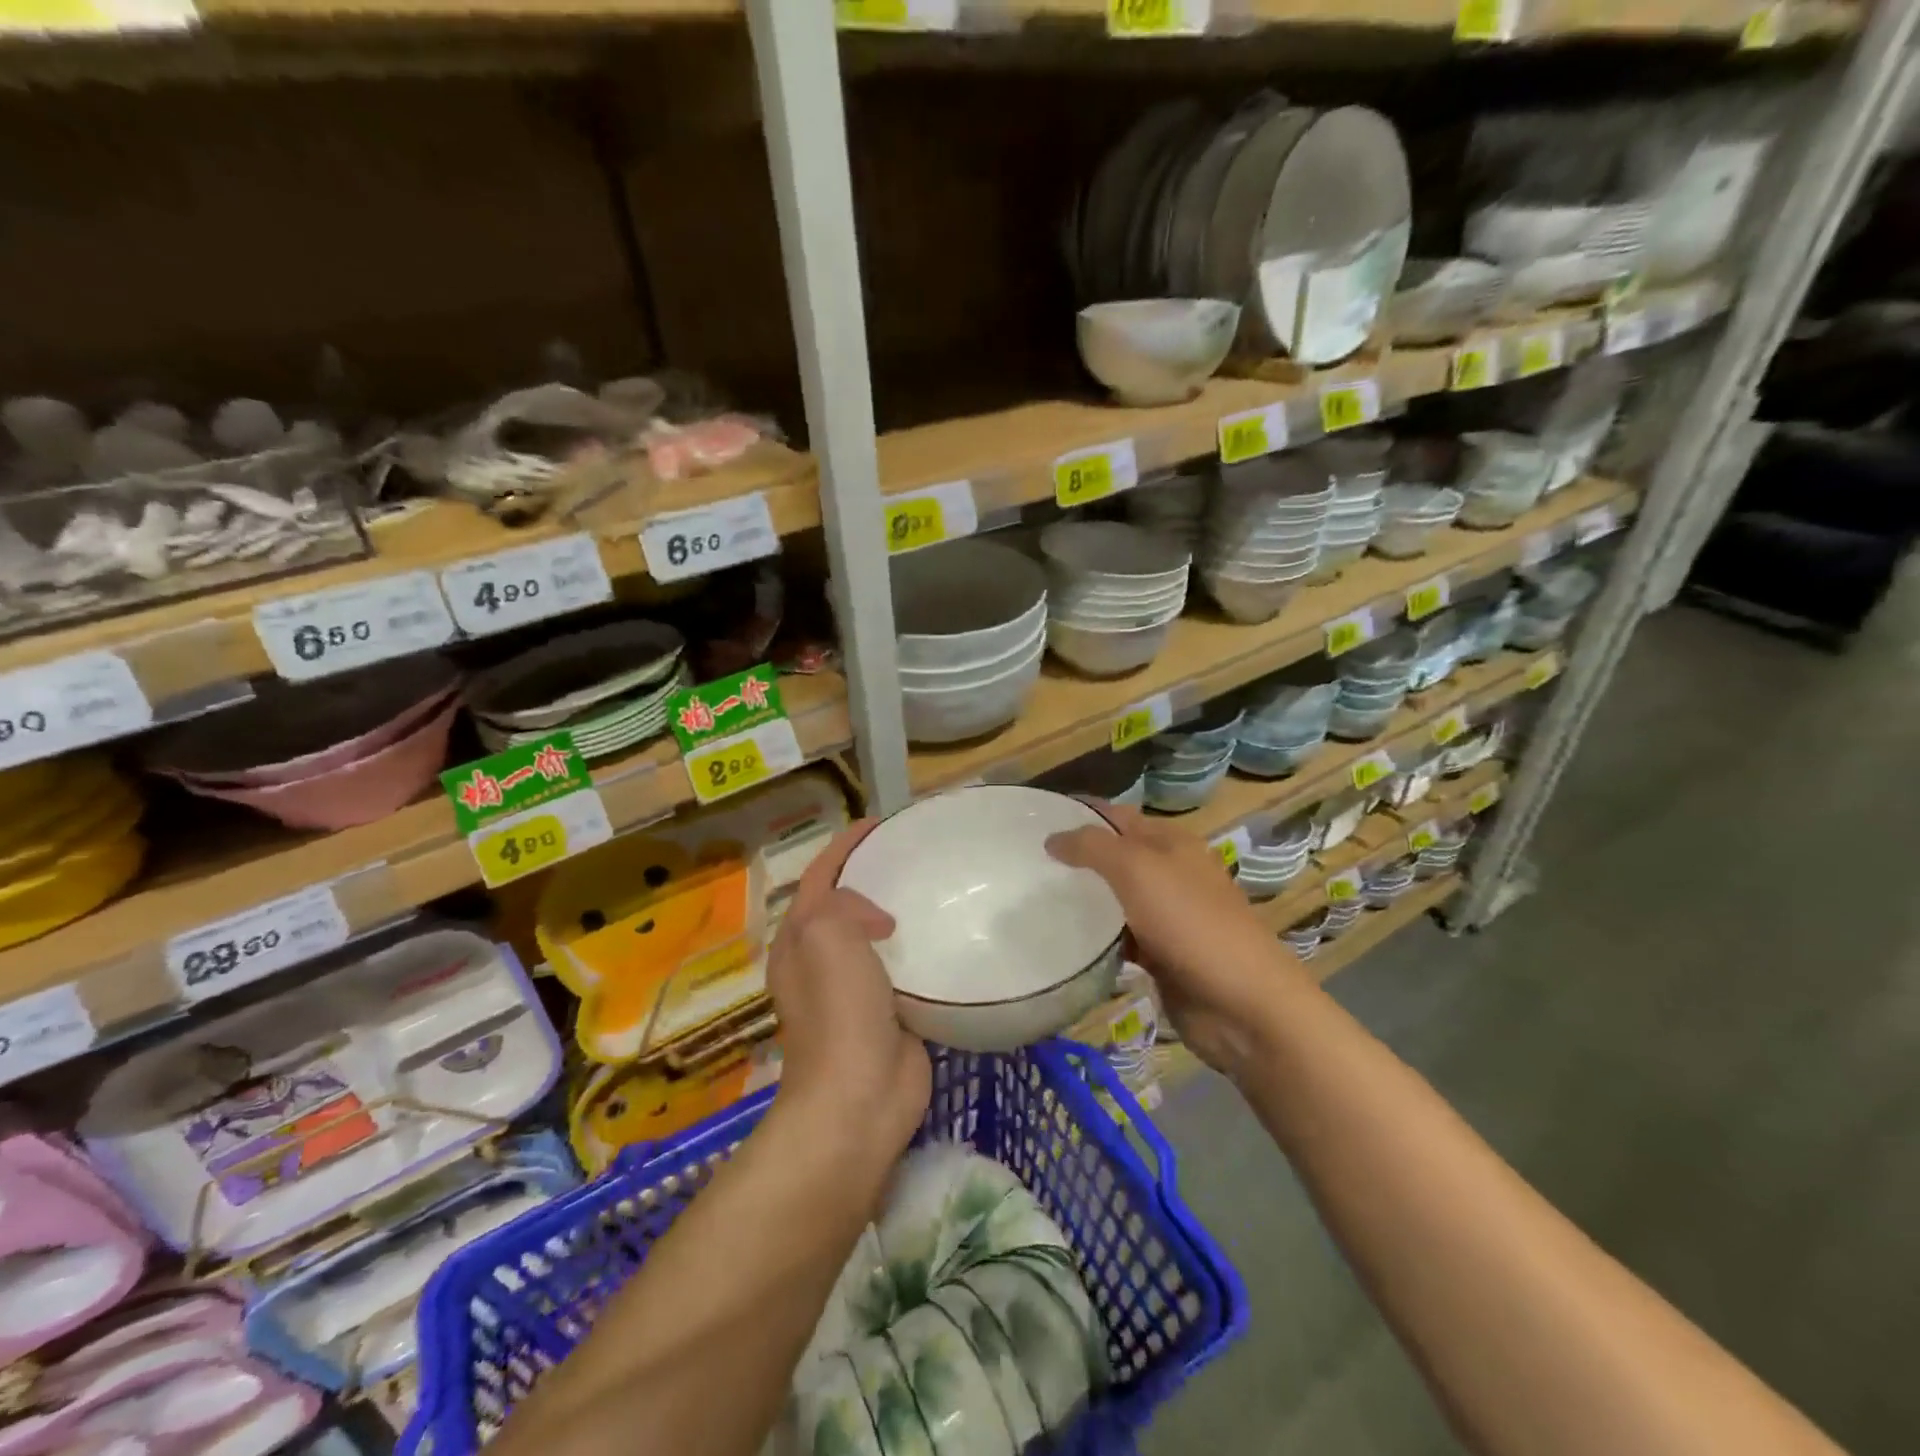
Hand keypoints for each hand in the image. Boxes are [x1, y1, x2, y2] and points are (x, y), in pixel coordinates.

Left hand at [766, 819, 930, 1158]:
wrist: (859, 1096)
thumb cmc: (837, 1010)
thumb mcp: (826, 936)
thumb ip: (845, 904)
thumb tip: (881, 921)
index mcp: (799, 940)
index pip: (820, 876)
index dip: (845, 846)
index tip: (879, 824)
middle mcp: (821, 960)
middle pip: (847, 903)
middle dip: (874, 876)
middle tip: (915, 854)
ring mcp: (855, 989)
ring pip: (878, 937)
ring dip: (901, 912)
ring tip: (937, 887)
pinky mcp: (890, 1012)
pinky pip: (905, 969)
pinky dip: (921, 949)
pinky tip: (949, 937)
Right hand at [1047, 804, 1306, 1076]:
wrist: (1243, 1004)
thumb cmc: (1191, 924)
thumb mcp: (1137, 870)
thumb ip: (1092, 847)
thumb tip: (1053, 838)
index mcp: (1170, 843)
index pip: (1116, 816)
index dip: (1079, 813)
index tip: (1032, 821)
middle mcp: (1170, 873)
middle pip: (1114, 857)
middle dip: (1076, 858)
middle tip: (1026, 865)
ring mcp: (1168, 916)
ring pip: (1116, 899)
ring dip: (1084, 900)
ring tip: (1034, 901)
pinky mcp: (1163, 955)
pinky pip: (1121, 938)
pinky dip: (1098, 939)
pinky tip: (1066, 943)